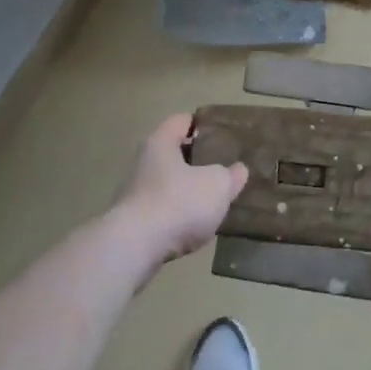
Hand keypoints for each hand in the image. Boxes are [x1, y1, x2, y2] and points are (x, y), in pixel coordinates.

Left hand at [111, 114, 248, 271]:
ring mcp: (133, 193)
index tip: (222, 134)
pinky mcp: (131, 222)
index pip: (182, 121)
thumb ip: (231, 175)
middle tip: (222, 167)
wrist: (134, 248)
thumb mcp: (218, 185)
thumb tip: (238, 170)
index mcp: (161, 142)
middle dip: (196, 160)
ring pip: (167, 183)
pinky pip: (161, 210)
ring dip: (186, 190)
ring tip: (212, 200)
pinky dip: (176, 214)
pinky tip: (193, 226)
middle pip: (173, 153)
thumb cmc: (179, 202)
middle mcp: (143, 162)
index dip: (202, 125)